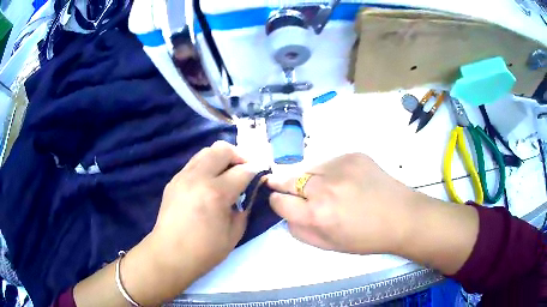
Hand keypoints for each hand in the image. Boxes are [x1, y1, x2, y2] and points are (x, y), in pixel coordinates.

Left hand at [150, 141, 254, 278]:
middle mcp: (198, 177)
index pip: (243, 170)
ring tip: (226, 174)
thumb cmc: (205, 250)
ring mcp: (183, 176)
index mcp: (216, 193)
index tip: (262, 176)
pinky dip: (207, 167)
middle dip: (239, 156)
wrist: (170, 254)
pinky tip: (209, 184)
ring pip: (206, 151)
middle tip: (244, 171)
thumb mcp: (235, 233)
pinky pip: (194, 163)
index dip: (257, 171)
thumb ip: (245, 207)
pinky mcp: (174, 180)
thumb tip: (249, 191)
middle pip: (222, 149)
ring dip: (221, 158)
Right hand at [267, 153, 417, 254]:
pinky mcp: (352, 155)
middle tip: (288, 189)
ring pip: (308, 169)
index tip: (280, 201)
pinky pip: (329, 162)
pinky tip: (345, 182)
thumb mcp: (328, 245)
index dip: (277, 201)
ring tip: (327, 189)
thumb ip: (299, 231)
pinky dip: (330, 172)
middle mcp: (325, 187)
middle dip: (285, 186)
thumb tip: (286, 213)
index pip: (279, 200)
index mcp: (317, 214)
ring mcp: (340, 166)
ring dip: (310, 179)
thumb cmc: (365, 238)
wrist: (401, 216)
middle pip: (288, 179)